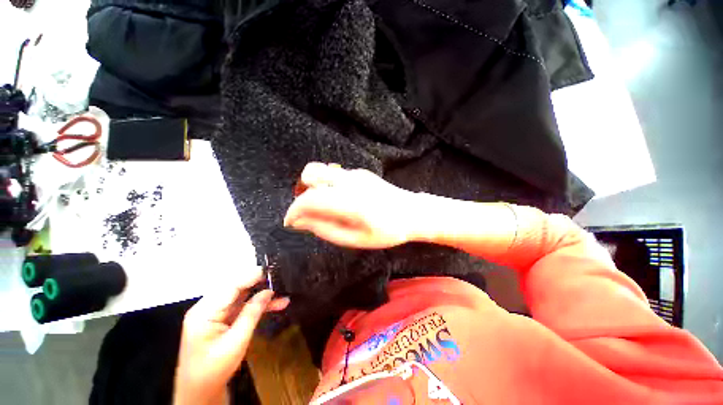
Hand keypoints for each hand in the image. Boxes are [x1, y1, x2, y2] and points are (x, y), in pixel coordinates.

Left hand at [173, 269, 289, 404]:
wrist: (200, 393)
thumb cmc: (214, 369)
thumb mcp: (236, 342)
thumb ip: (252, 313)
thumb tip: (268, 291)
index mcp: (204, 312)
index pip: (230, 286)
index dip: (251, 276)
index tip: (271, 269)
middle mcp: (207, 308)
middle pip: (236, 288)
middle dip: (258, 283)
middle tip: (279, 278)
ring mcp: (214, 314)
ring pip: (242, 297)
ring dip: (261, 295)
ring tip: (282, 292)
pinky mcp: (221, 320)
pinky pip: (241, 307)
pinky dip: (257, 306)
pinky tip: (275, 304)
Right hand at [283, 162, 417, 248]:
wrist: (412, 213)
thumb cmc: (386, 231)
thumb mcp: (355, 239)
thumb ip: (325, 229)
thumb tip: (299, 222)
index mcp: (349, 201)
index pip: (309, 199)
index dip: (293, 210)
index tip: (290, 222)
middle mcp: (349, 181)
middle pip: (311, 174)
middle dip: (303, 193)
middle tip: (310, 212)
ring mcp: (355, 173)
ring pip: (322, 170)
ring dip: (315, 187)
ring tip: (325, 206)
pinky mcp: (361, 172)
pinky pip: (335, 174)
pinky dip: (329, 185)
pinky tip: (342, 199)